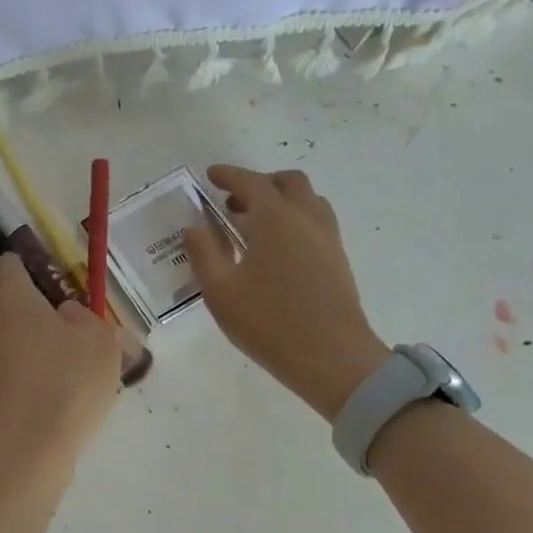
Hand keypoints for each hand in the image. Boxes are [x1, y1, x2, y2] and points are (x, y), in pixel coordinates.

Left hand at [0, 253, 120, 469]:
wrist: (27, 450)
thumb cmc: (66, 381)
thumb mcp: (99, 339)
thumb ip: (84, 316)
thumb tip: (64, 315)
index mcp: (7, 293)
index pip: (13, 262)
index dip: (38, 270)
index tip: (63, 289)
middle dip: (25, 304)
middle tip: (63, 325)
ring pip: (3, 331)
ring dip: (27, 338)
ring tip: (68, 362)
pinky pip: (5, 361)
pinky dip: (24, 367)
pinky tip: (55, 387)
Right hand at [186, 165, 390, 421]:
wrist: (331, 357)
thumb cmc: (269, 323)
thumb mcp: (221, 292)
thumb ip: (204, 253)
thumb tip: (194, 228)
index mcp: (275, 219)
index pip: (251, 182)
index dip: (228, 175)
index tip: (211, 175)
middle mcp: (306, 218)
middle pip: (287, 182)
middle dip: (259, 183)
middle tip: (233, 203)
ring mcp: (328, 238)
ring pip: (307, 200)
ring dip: (280, 200)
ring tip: (254, 225)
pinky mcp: (338, 259)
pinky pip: (316, 222)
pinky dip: (295, 219)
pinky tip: (277, 249)